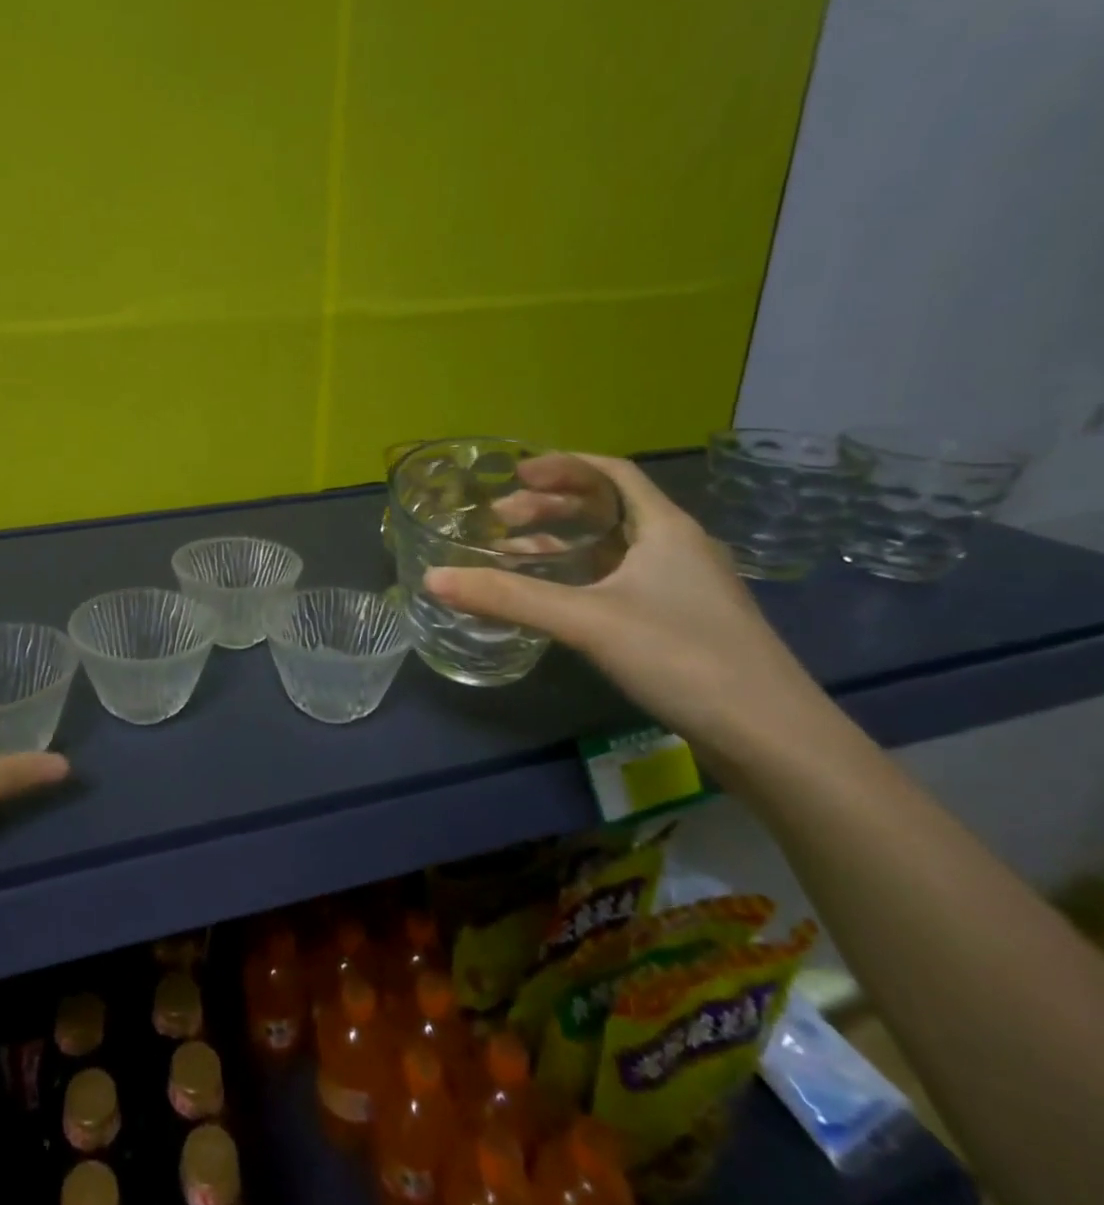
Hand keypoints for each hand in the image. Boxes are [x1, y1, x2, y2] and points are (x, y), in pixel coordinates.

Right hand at [425, 455, 829, 754]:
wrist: (773, 738)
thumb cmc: (683, 657)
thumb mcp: (587, 621)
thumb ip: (508, 598)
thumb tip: (432, 578)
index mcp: (666, 529)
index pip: (613, 473)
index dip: (562, 465)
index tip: (514, 475)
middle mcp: (677, 549)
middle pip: (608, 508)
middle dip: (550, 507)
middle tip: (500, 519)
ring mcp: (681, 588)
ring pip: (611, 548)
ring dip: (561, 544)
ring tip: (511, 554)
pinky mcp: (679, 623)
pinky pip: (617, 581)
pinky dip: (578, 578)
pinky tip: (551, 600)